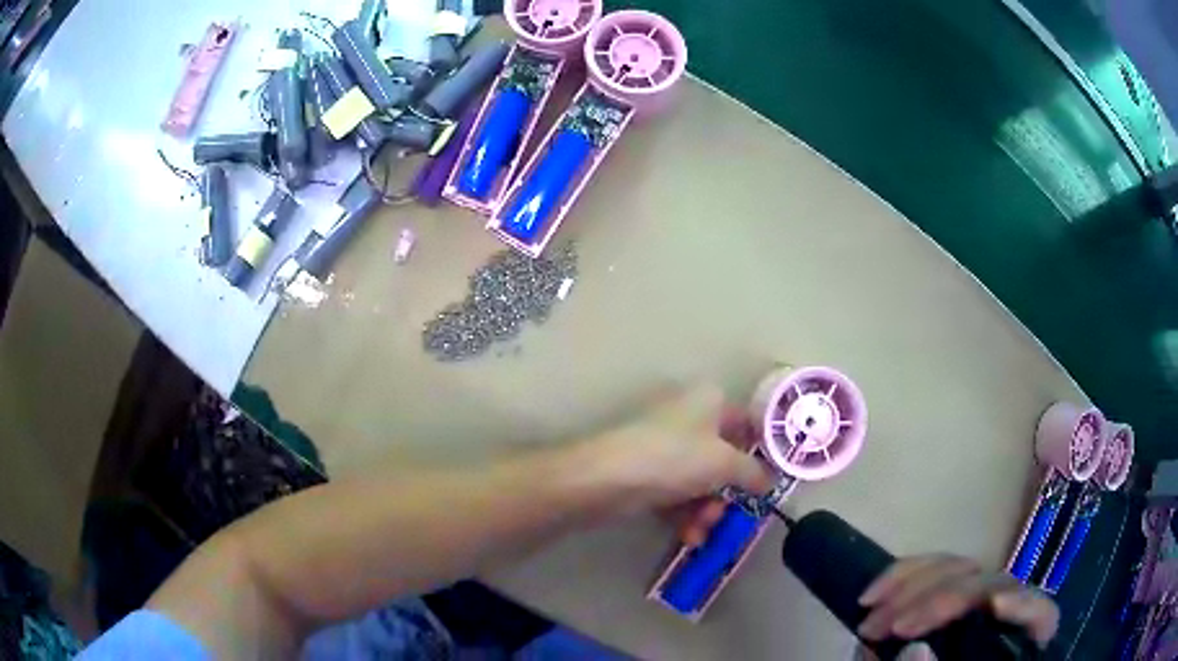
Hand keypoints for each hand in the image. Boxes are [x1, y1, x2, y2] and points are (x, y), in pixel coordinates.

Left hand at [590, 385, 774, 517]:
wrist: (603, 479)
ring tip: (700, 532)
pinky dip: (683, 514)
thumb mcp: (724, 464)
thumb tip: (770, 480)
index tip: (769, 484)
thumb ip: (753, 473)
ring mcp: (663, 445)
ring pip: (698, 480)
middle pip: (721, 459)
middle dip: (726, 493)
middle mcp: (687, 417)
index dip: (760, 454)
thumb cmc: (673, 459)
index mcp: (709, 400)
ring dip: (705, 510)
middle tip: (725, 515)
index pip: (747, 424)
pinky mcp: (643, 470)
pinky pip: (674, 492)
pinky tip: (688, 537)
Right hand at [857, 555, 1058, 647]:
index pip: (1039, 616)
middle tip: (885, 627)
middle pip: (990, 584)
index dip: (1024, 605)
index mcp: (1017, 643)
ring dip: (910, 587)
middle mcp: (1004, 612)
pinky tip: (872, 596)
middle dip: (936, 600)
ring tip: (869, 619)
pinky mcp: (950, 594)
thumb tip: (914, 650)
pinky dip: (902, 577)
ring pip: (960, 568)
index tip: (992, 607)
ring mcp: (977, 599)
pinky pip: (932, 570)